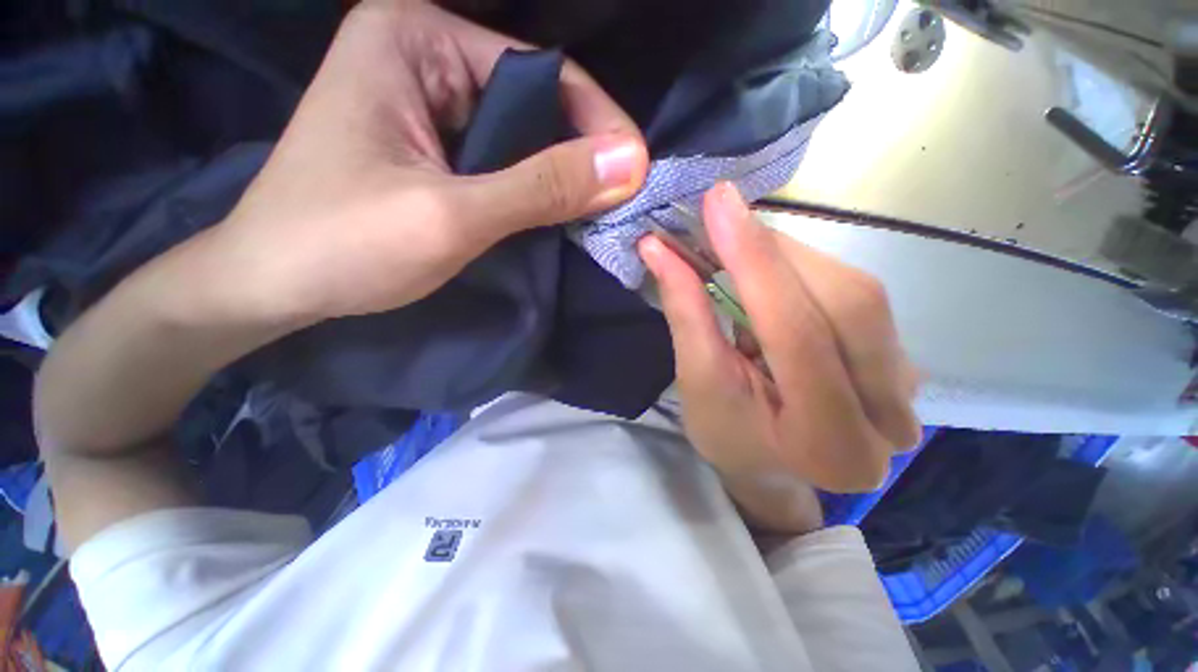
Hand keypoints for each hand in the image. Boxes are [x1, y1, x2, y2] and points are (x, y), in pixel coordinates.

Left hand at [217, 0, 647, 322]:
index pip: (538, 72)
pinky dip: (530, 185)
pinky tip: (550, 211)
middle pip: (530, 101)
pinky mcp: (428, 142)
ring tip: (594, 208)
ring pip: (518, 133)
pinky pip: (498, 156)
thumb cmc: (343, 245)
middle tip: (618, 198)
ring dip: (556, 174)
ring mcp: (424, 99)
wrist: (272, 284)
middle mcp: (422, 53)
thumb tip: (629, 164)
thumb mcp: (453, 215)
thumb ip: (542, 187)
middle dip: (576, 153)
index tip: (636, 171)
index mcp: (415, 39)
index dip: (595, 123)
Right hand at [639, 183, 920, 492]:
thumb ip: (687, 313)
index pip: (796, 332)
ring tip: (742, 250)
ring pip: (857, 293)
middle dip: (777, 252)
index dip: (755, 260)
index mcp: (827, 442)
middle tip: (725, 217)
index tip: (719, 202)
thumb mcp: (697, 380)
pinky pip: (860, 299)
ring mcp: (906, 391)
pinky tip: (776, 275)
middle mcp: (887, 420)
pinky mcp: (901, 365)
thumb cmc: (725, 433)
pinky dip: (810, 273)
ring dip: (792, 258)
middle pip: (844, 303)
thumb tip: (658, 249)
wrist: (768, 464)